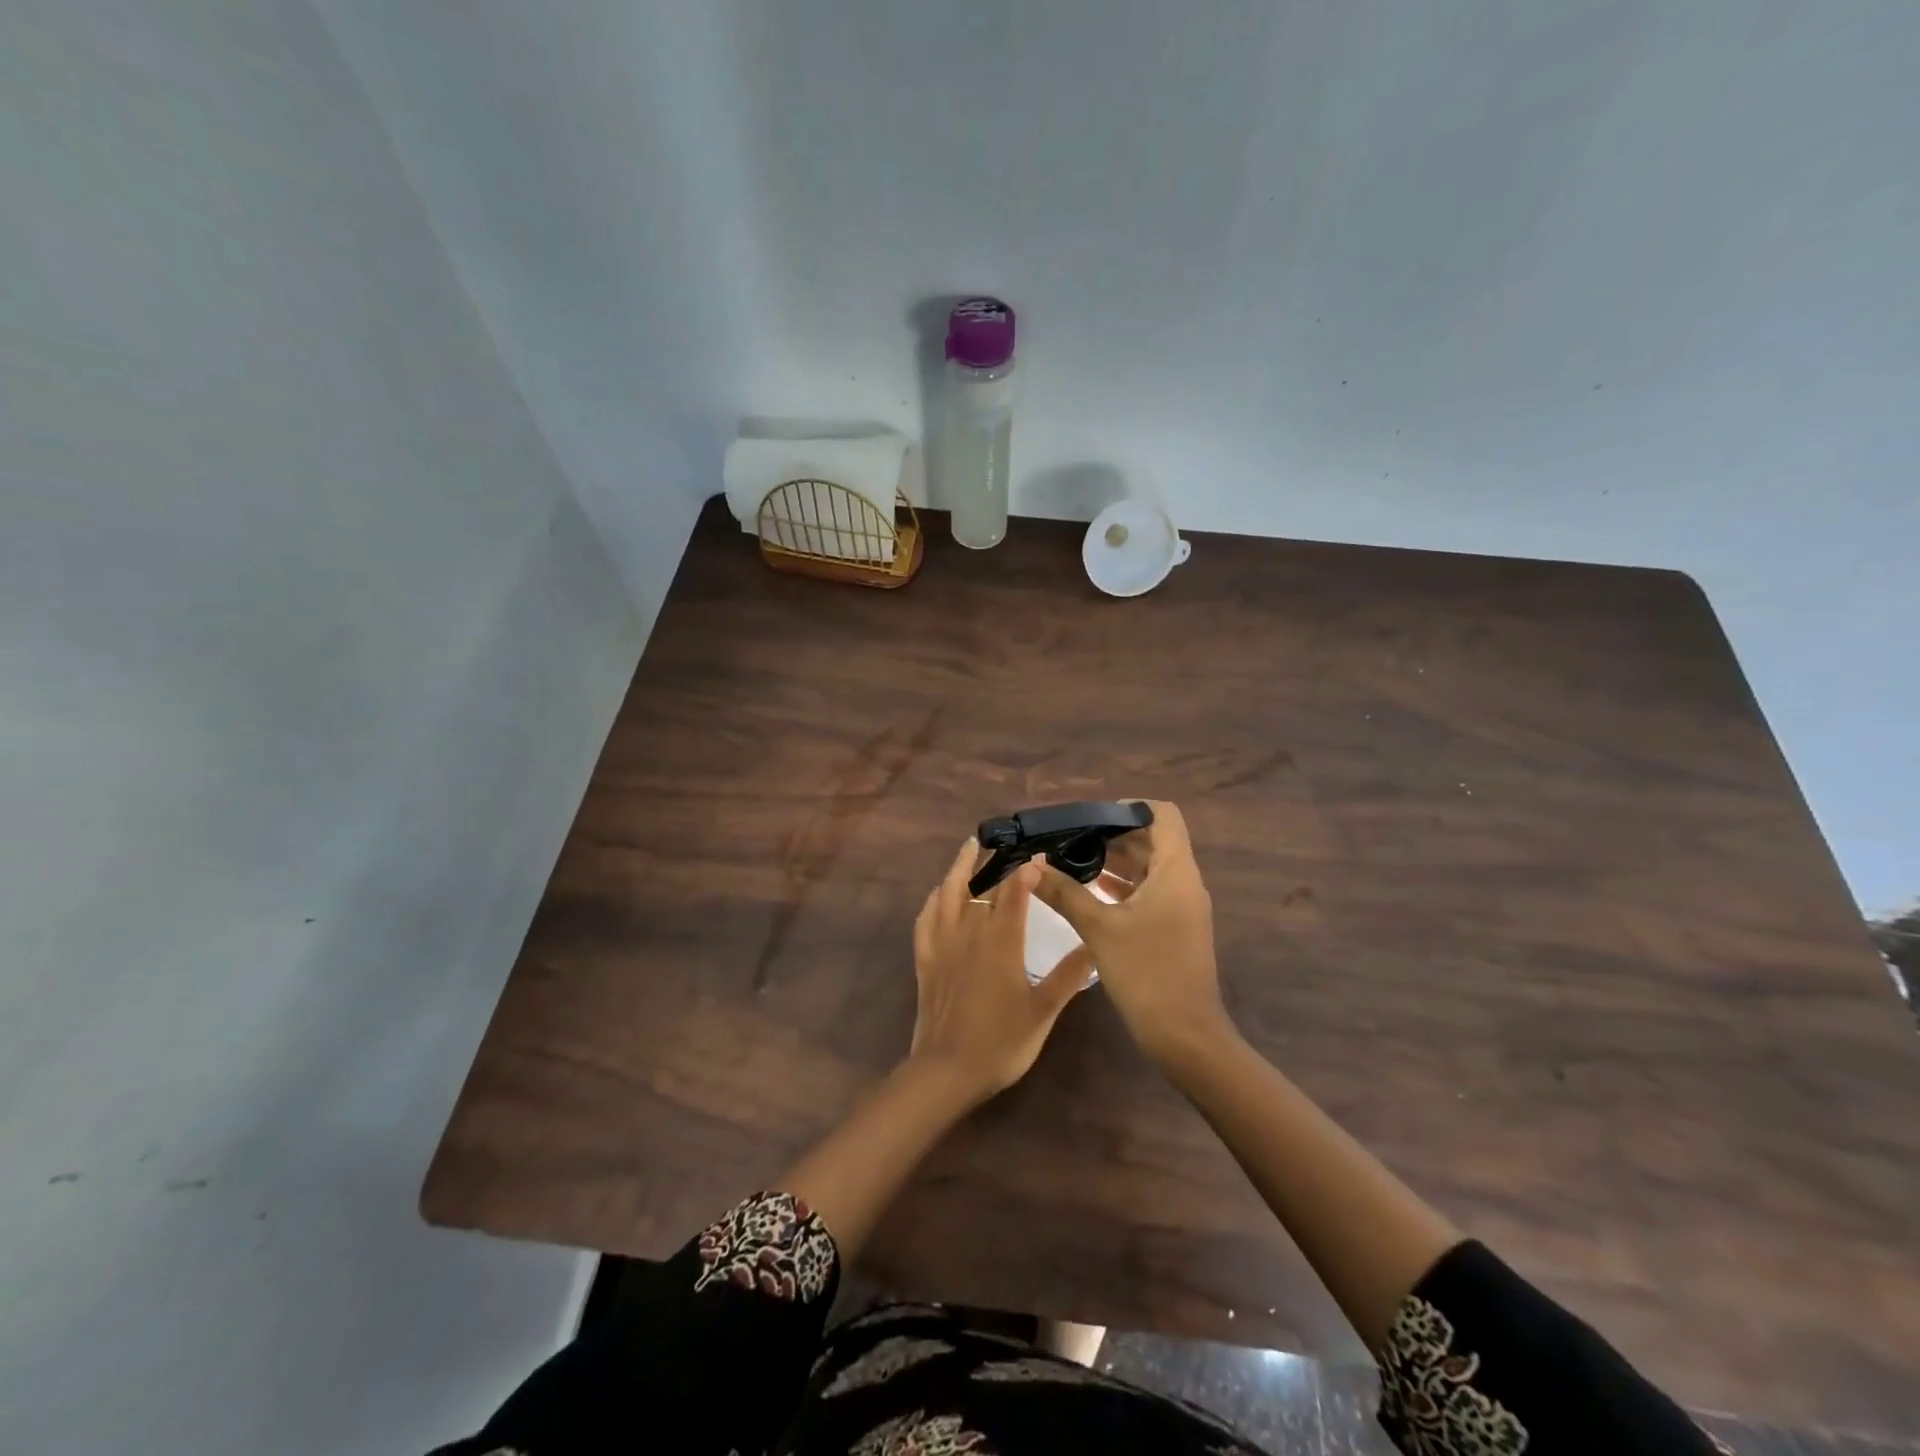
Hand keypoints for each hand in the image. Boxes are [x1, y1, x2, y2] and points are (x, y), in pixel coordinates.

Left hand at [910, 837, 1094, 1100]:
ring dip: (959, 867)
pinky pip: (926, 918)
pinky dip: (933, 899)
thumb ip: (1069, 975)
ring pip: (949, 893)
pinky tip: (938, 893)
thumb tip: (1095, 943)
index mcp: (1001, 941)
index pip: (1014, 893)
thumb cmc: (1001, 1043)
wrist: (947, 1071)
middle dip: (995, 862)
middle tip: (1007, 843)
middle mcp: (970, 932)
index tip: (1039, 855)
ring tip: (969, 847)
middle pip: (982, 886)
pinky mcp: (925, 958)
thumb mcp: (1044, 1011)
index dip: (1026, 871)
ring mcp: (943, 943)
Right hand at [1032, 799, 1229, 1065]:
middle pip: (1152, 840)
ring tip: (1072, 861)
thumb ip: (1064, 893)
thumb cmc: (1146, 973)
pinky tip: (1089, 892)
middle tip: (1070, 839)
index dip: (1129, 808)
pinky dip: (1122, 886)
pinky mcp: (1175, 927)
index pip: (1162, 815)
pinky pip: (1149, 892)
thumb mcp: (1099, 928)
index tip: (1091, 817)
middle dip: (1112, 835)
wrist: (1185, 1036)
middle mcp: (1184, 881)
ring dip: (1115, 862)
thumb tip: (1029, 866)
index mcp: (1175, 871)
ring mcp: (1182, 906)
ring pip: (1149, 868)